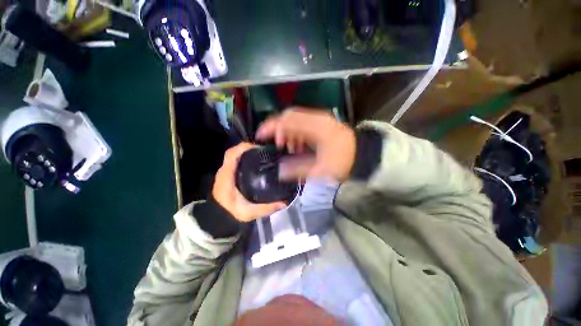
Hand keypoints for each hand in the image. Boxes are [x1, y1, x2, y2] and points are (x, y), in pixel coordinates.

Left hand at [212, 143, 286, 221]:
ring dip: (245, 153)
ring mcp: (224, 173)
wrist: (217, 219)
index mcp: (226, 177)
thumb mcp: (249, 213)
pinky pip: (233, 162)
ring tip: (260, 155)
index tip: (259, 147)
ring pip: (233, 156)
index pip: (232, 155)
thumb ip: (266, 208)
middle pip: (233, 152)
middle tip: (263, 151)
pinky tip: (254, 163)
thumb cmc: (230, 215)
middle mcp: (224, 172)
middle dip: (247, 148)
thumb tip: (284, 203)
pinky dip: (242, 159)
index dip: (244, 148)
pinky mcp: (226, 176)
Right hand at [256, 108, 355, 181]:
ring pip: (296, 119)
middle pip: (290, 116)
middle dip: (278, 129)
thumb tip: (279, 170)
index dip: (271, 127)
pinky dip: (296, 132)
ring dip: (288, 132)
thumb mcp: (319, 171)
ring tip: (287, 147)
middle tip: (276, 145)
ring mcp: (321, 119)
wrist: (363, 156)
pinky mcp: (323, 122)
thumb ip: (297, 170)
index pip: (287, 121)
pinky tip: (297, 145)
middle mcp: (318, 118)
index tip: (260, 136)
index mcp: (316, 128)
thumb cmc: (343, 164)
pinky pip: (304, 123)